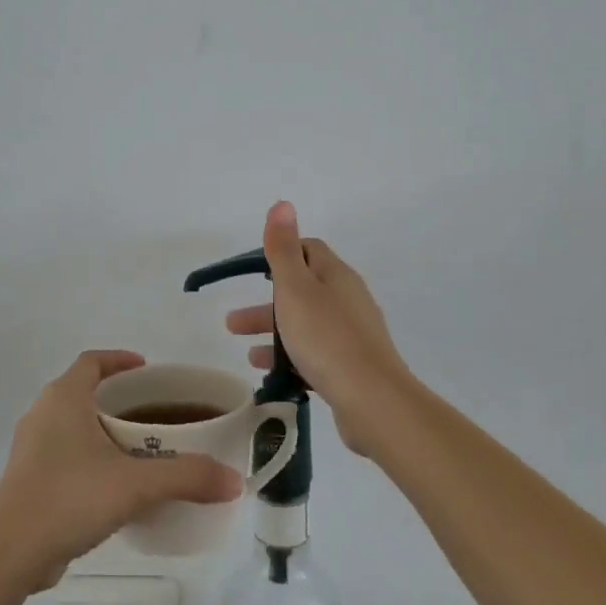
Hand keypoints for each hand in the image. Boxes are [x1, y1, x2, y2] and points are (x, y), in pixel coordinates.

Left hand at [0, 350, 242, 588]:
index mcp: (63, 398)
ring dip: (103, 428)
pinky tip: (113, 484)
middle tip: (154, 412)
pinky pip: (65, 452)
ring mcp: (31, 447)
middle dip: (118, 397)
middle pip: (83, 390)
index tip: (147, 369)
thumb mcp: (135, 485)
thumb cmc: (69, 498)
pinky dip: (90, 455)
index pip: (92, 361)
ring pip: (73, 423)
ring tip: (140, 448)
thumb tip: (234, 480)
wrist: (9, 553)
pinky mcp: (28, 477)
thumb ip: (187, 477)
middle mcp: (43, 413)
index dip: (119, 360)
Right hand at [227, 202, 413, 459]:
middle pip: (302, 292)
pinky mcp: (353, 367)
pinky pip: (316, 355)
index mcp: (336, 276)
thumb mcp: (295, 288)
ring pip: (306, 326)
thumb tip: (283, 203)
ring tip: (248, 356)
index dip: (280, 254)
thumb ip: (283, 249)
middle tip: (232, 324)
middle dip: (266, 305)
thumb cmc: (326, 338)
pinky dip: (292, 359)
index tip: (251, 272)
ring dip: (275, 335)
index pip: (308, 250)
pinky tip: (274, 378)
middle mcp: (348, 300)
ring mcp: (353, 335)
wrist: (373, 400)